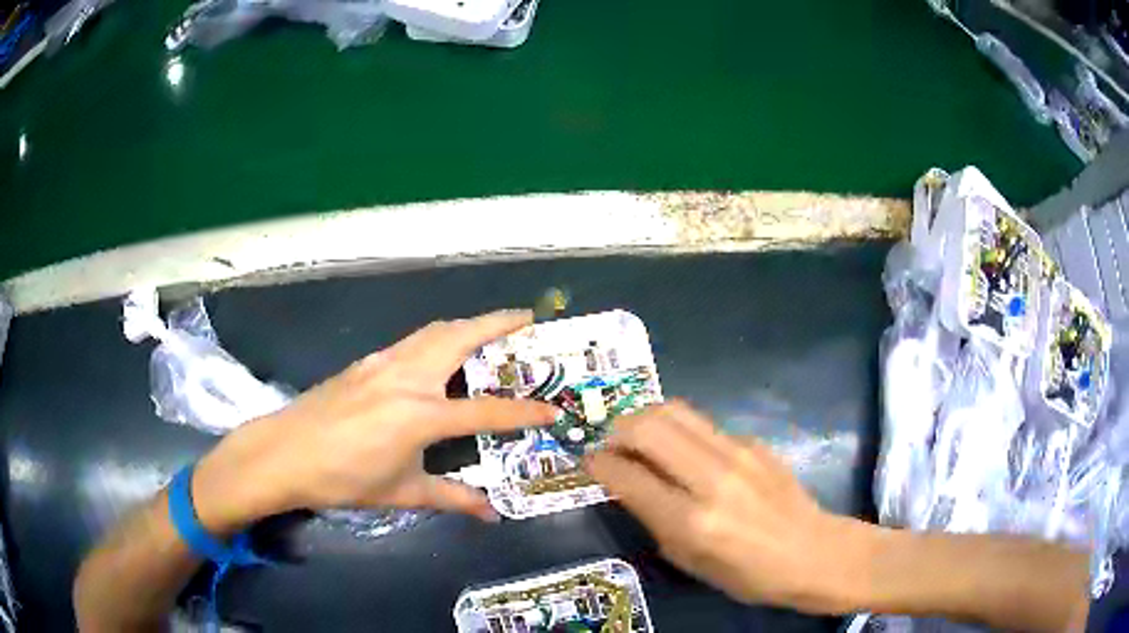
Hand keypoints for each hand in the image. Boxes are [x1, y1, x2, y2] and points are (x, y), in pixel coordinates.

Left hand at [192, 310, 556, 531]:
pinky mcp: (366, 362)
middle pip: (460, 337)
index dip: (523, 411)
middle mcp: (407, 377)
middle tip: (528, 319)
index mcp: (421, 414)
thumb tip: (491, 513)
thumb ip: (451, 498)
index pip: (486, 411)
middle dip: (498, 323)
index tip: (552, 409)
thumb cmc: (343, 479)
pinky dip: (438, 335)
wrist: (284, 453)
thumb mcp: (402, 493)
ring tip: (490, 327)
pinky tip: (438, 351)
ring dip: (468, 324)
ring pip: (435, 331)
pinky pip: (413, 340)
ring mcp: (383, 363)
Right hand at [586, 401, 856, 612]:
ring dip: (645, 418)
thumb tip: (628, 484)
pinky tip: (684, 453)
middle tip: (612, 445)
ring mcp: (737, 452)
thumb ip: (655, 520)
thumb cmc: (748, 574)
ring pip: (674, 410)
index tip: (588, 462)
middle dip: (617, 429)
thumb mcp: (689, 561)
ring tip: (639, 437)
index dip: (598, 464)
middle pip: (648, 425)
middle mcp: (712, 478)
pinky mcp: (753, 441)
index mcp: (692, 521)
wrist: (812, 552)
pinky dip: (679, 431)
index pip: (628, 476)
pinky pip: (702, 424)